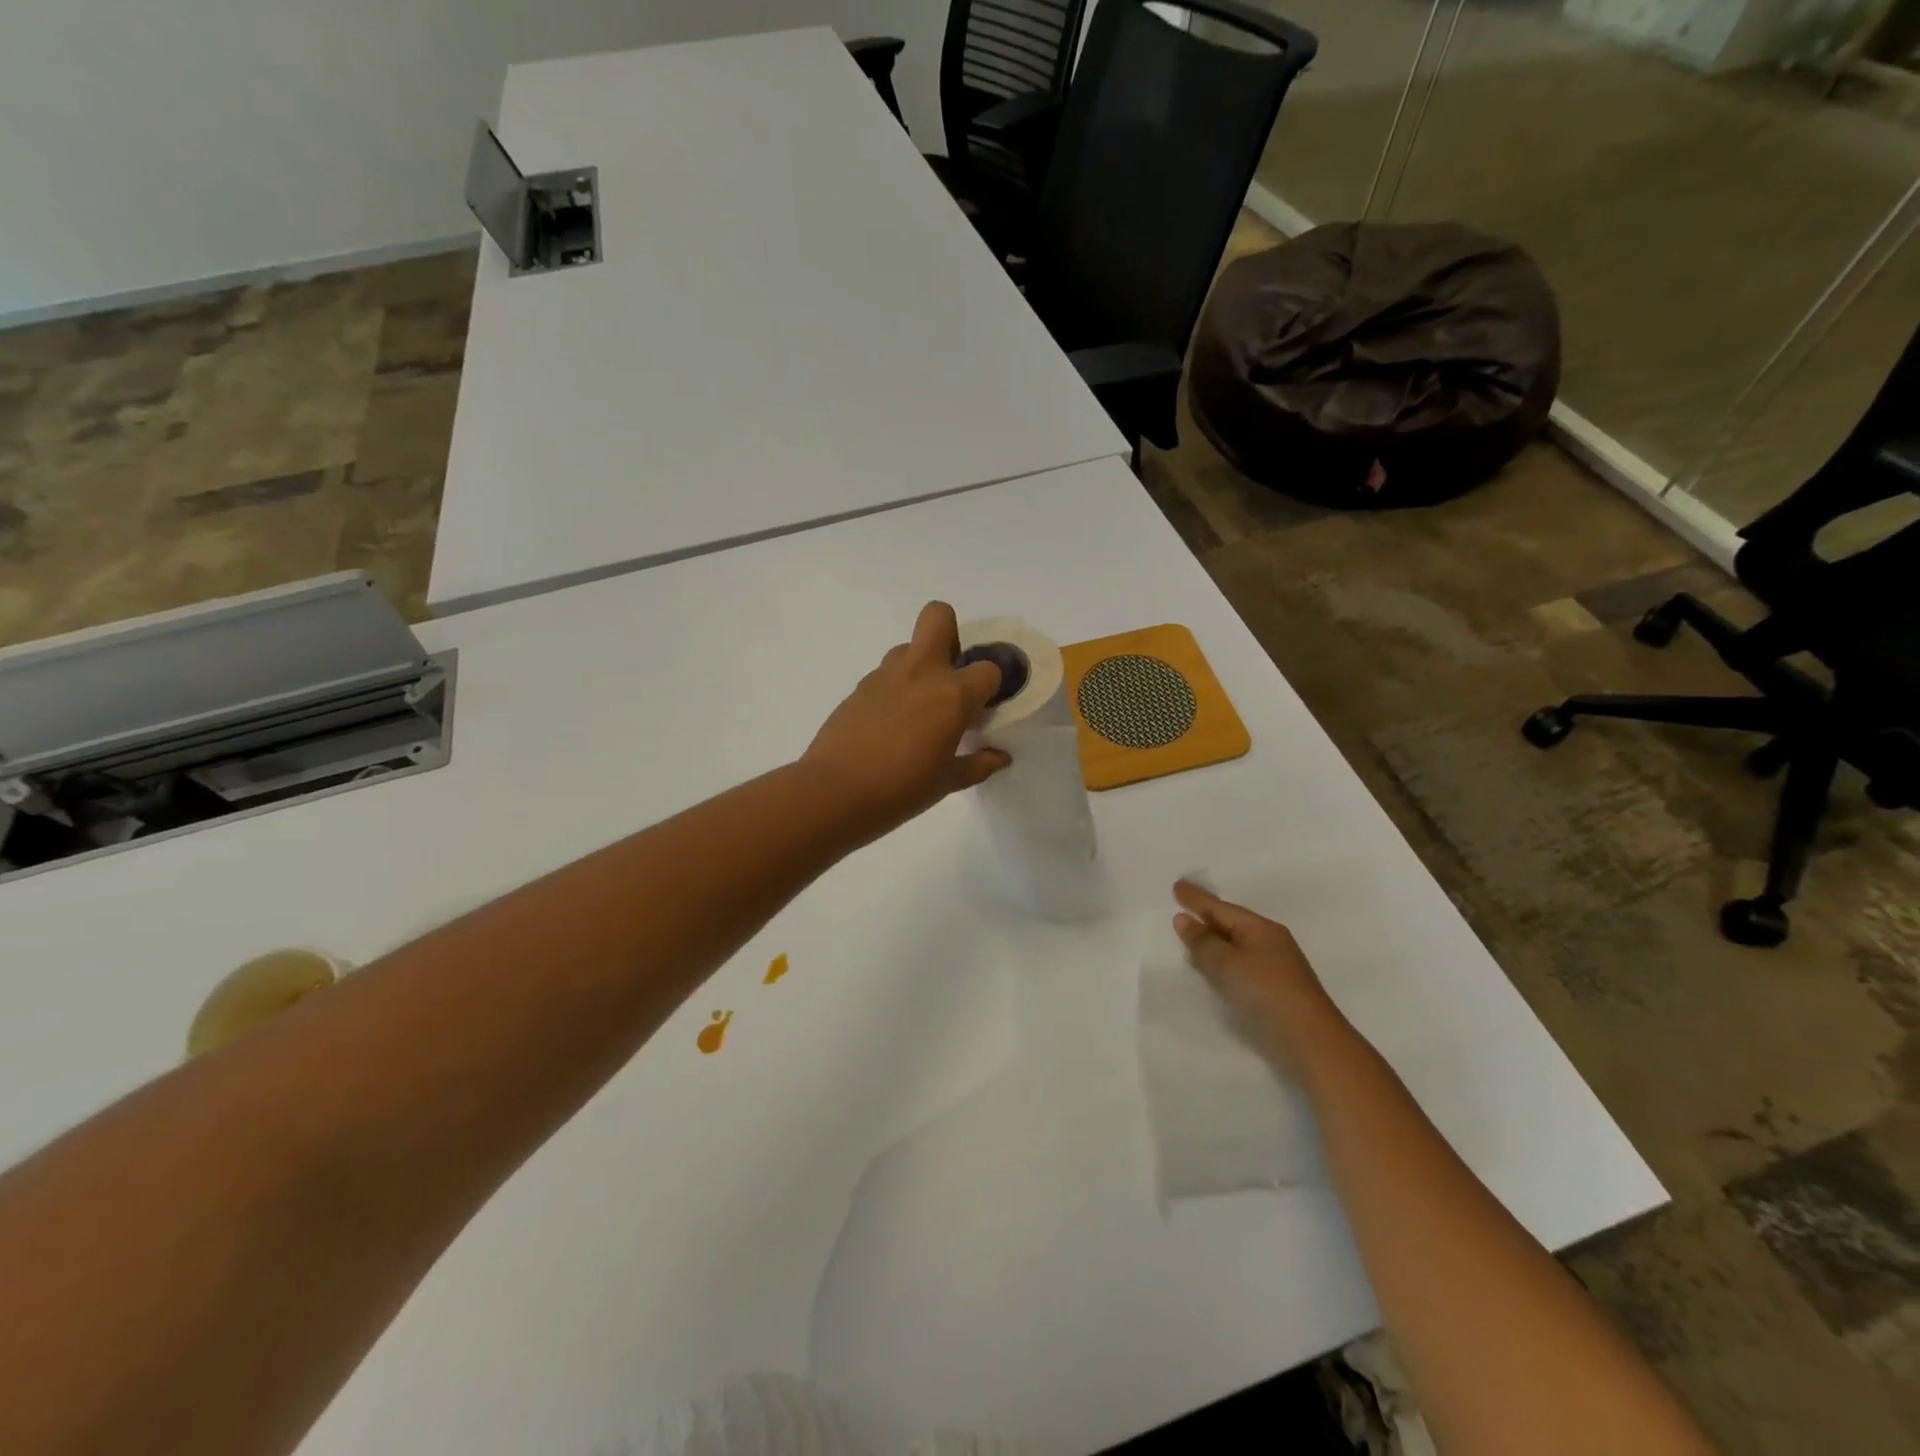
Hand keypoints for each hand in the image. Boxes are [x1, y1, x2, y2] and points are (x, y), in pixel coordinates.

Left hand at [803, 602, 1009, 839]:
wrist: (834, 791)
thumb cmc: (901, 789)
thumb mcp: (947, 782)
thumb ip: (977, 765)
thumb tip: (1000, 757)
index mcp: (951, 695)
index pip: (988, 669)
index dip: (991, 686)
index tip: (984, 707)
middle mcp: (921, 673)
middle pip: (939, 616)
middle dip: (951, 634)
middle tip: (951, 674)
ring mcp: (885, 675)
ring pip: (909, 646)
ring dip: (920, 665)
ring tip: (918, 705)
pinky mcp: (859, 687)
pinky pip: (885, 673)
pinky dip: (895, 688)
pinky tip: (890, 723)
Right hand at [1173, 880, 1345, 1067]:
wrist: (1311, 1042)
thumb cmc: (1267, 992)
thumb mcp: (1228, 964)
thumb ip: (1203, 942)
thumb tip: (1183, 919)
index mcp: (1262, 929)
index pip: (1222, 909)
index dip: (1197, 898)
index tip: (1176, 885)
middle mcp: (1270, 943)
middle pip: (1231, 923)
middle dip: (1207, 915)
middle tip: (1181, 905)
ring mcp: (1275, 967)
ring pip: (1236, 945)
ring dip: (1214, 939)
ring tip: (1191, 934)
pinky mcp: (1274, 990)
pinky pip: (1240, 964)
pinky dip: (1223, 960)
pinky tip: (1212, 966)